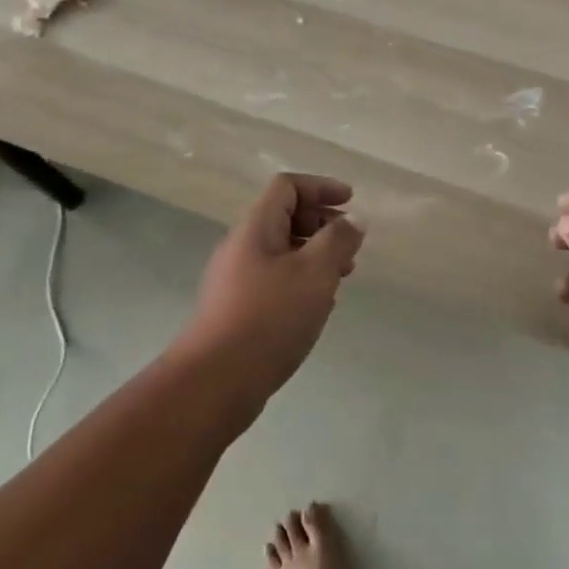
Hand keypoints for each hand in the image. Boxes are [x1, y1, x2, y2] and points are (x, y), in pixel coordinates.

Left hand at [172, 174, 363, 419]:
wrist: (214, 382)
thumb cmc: (269, 318)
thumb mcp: (315, 273)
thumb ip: (338, 241)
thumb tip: (353, 219)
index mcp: (256, 226)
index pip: (287, 186)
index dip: (321, 187)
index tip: (351, 203)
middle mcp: (242, 245)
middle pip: (284, 216)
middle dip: (321, 223)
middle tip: (350, 246)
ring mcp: (235, 278)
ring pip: (281, 251)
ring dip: (314, 255)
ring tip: (341, 277)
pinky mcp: (236, 309)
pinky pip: (274, 278)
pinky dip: (300, 280)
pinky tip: (318, 307)